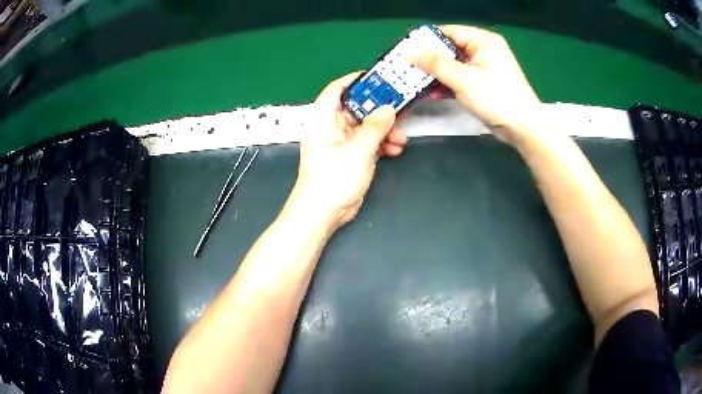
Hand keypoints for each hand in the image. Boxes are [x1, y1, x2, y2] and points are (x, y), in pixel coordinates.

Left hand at [286, 72, 407, 228]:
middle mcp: (331, 127)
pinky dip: (381, 144)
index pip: (336, 90)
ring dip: (384, 130)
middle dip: (379, 109)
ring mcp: (341, 143)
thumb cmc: (334, 178)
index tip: (377, 77)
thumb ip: (375, 127)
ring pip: (366, 127)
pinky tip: (395, 150)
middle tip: (400, 107)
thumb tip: (388, 109)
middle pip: (356, 108)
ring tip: (401, 137)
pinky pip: (368, 143)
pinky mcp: (350, 156)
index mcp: (323, 119)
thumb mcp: (358, 149)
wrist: (323, 213)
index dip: (355, 80)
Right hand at [410, 25, 542, 145]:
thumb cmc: (497, 98)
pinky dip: (445, 85)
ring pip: (451, 66)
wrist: (523, 129)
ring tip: (411, 82)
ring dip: (434, 75)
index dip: (425, 40)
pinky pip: (458, 79)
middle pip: (448, 49)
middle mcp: (482, 50)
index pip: (447, 32)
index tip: (404, 50)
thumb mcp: (463, 78)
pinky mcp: (481, 84)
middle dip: (427, 60)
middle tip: (404, 68)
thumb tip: (407, 51)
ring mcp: (482, 68)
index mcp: (482, 41)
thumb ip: (434, 63)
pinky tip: (428, 93)